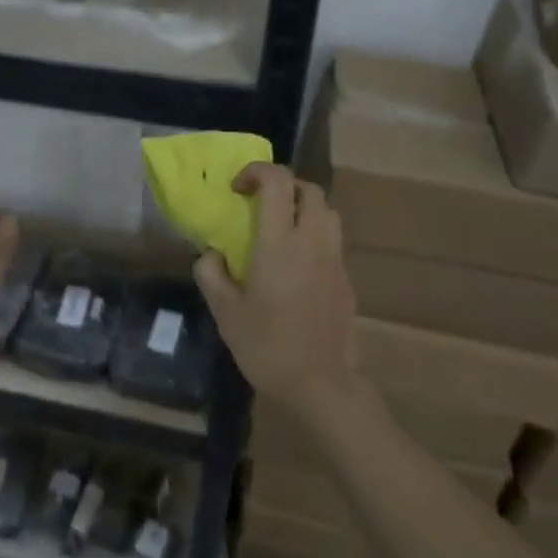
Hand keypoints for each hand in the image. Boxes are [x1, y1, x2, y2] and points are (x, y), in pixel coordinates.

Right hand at [194, 163, 361, 425]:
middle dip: (283, 186)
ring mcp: (335, 260)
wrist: (321, 385)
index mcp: (279, 243)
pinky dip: (314, 234)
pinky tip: (295, 265)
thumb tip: (211, 255)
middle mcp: (312, 241)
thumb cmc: (267, 347)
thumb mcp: (225, 312)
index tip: (236, 188)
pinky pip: (332, 240)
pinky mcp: (346, 279)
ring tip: (280, 229)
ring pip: (327, 212)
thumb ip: (212, 274)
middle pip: (309, 189)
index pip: (277, 182)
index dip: (256, 172)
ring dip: (303, 207)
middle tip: (259, 204)